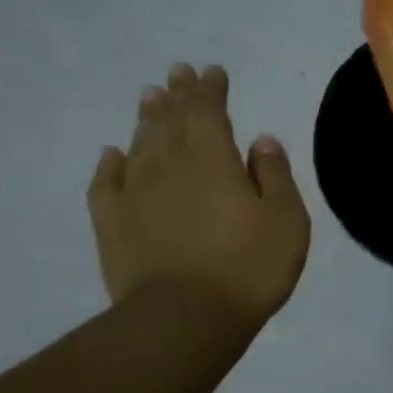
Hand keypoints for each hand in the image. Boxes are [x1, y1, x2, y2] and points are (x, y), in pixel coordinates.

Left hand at [88, 63, 309, 329]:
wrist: (184, 320)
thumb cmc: (249, 267)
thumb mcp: (286, 220)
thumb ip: (275, 175)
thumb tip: (261, 140)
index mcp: (213, 160)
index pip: (208, 111)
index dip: (210, 89)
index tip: (212, 72)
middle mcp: (169, 166)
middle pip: (170, 120)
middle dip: (177, 94)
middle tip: (178, 72)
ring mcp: (135, 195)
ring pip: (139, 144)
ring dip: (146, 119)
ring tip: (149, 98)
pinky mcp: (113, 225)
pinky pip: (106, 184)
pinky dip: (110, 164)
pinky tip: (112, 154)